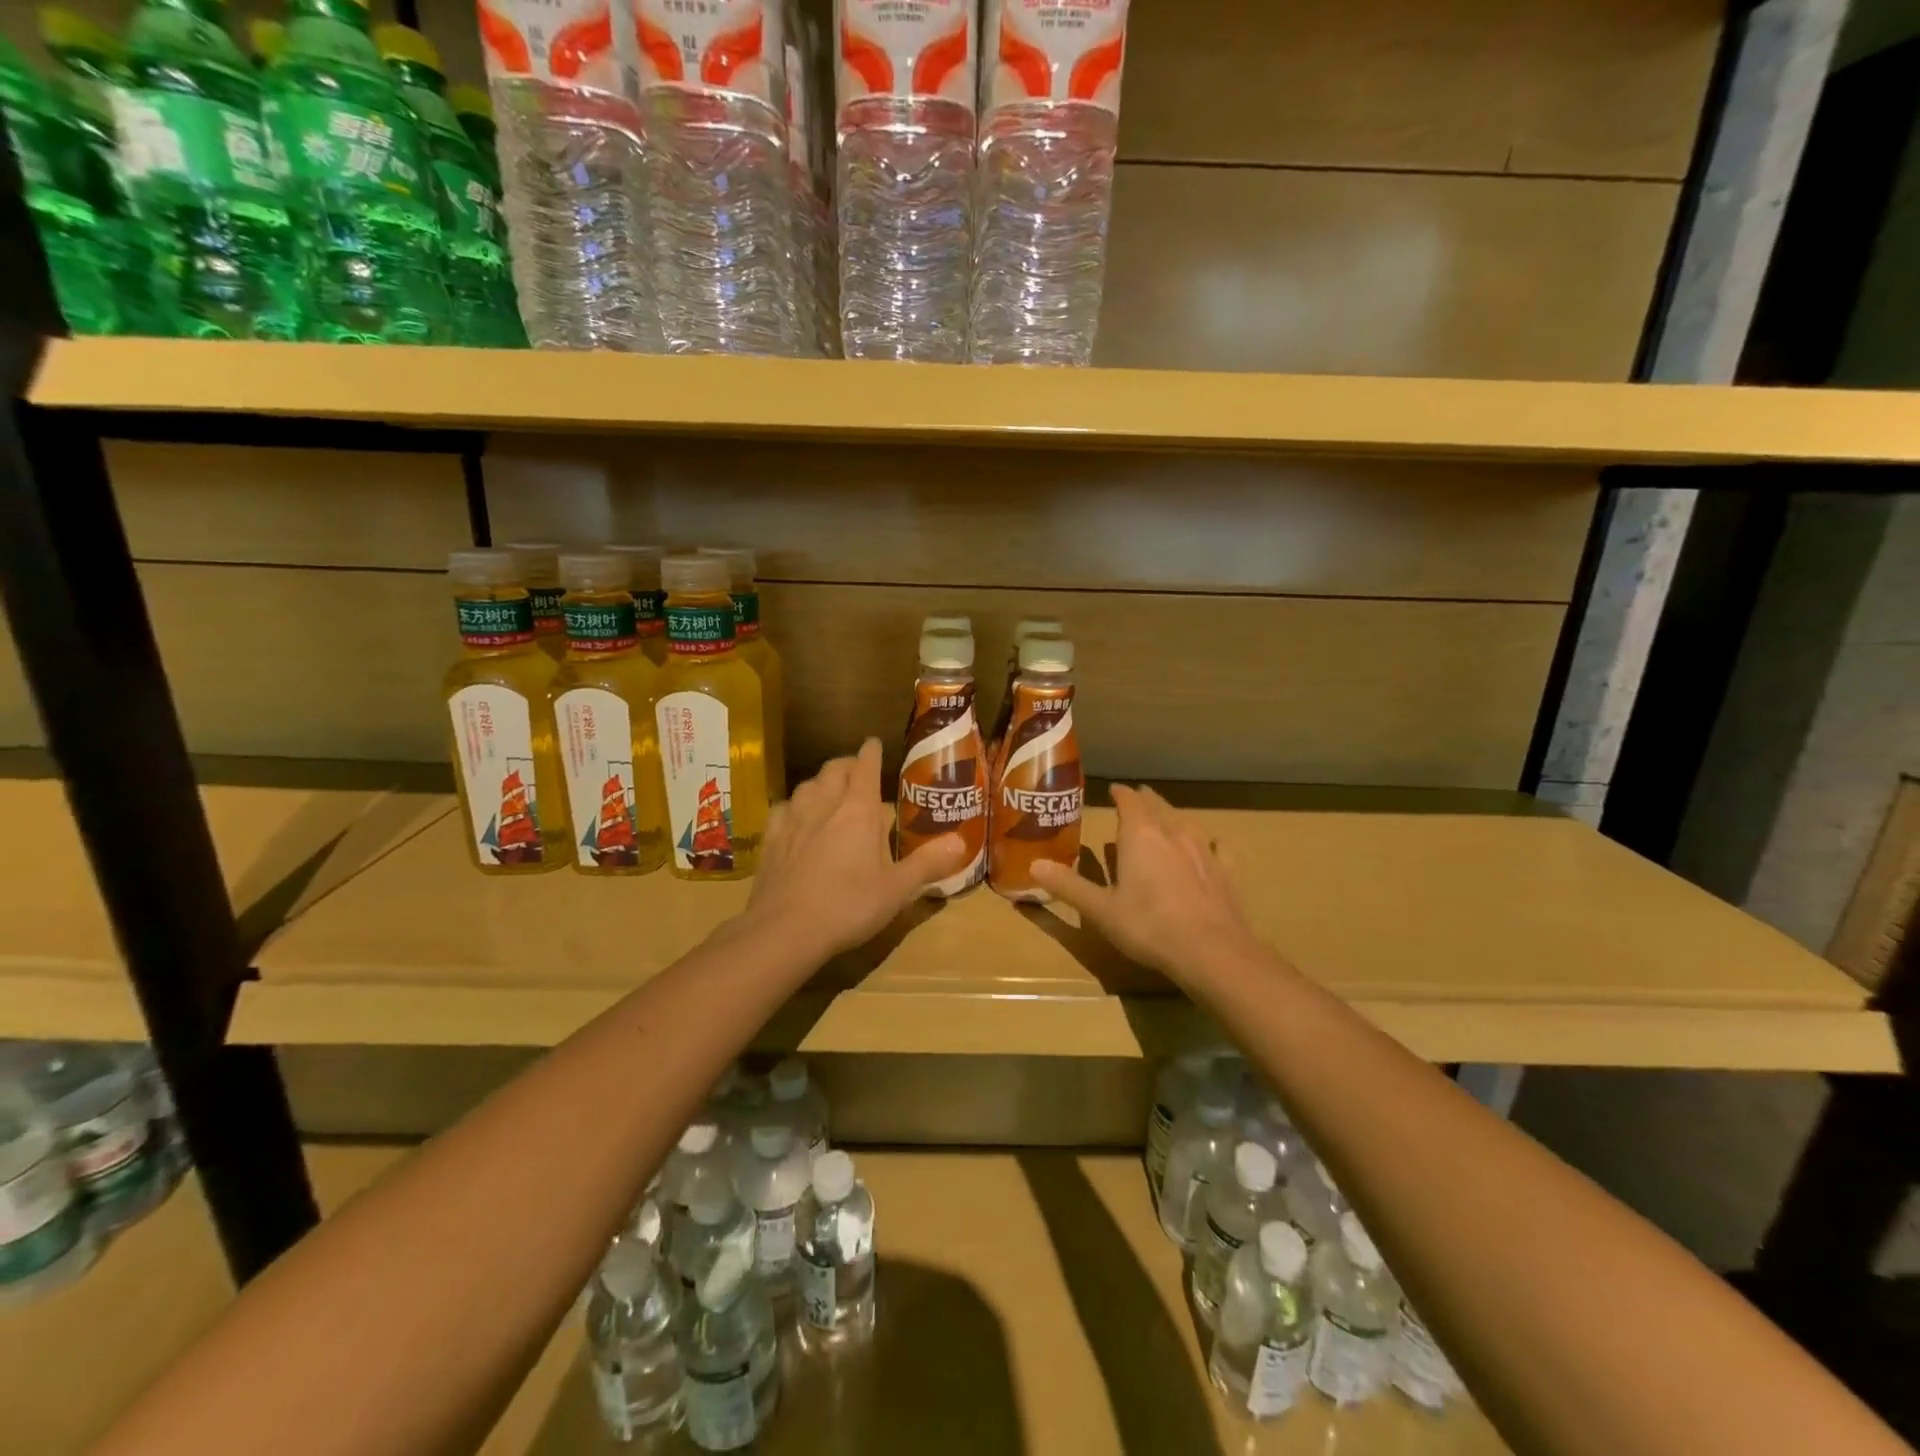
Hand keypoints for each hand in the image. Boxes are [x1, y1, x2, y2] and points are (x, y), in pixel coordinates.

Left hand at [743, 738, 967, 961]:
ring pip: (807, 785)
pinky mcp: (770, 838)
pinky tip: (797, 819)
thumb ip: (928, 863)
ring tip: (831, 794)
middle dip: (848, 765)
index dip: (871, 752)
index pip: (865, 766)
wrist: (784, 930)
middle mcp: (823, 803)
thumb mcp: (897, 889)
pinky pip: (783, 808)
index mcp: (858, 810)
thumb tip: (960, 841)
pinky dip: (795, 806)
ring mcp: (792, 818)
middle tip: (858, 773)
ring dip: (822, 783)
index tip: (874, 743)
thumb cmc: (848, 905)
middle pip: (834, 769)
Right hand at [1031, 785, 1265, 982]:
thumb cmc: (1148, 926)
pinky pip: (1218, 847)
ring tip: (1167, 818)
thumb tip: (1034, 864)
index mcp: (1139, 836)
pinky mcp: (1226, 871)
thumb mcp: (1100, 909)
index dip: (1120, 794)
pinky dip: (1210, 843)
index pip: (1128, 801)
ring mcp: (1203, 850)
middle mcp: (1172, 832)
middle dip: (1145, 801)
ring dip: (1173, 817)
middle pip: (1158, 805)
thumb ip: (1068, 886)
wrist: (1211, 951)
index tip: (1113, 790)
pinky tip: (1212, 846)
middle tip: (1136, 800)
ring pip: (1186, 821)